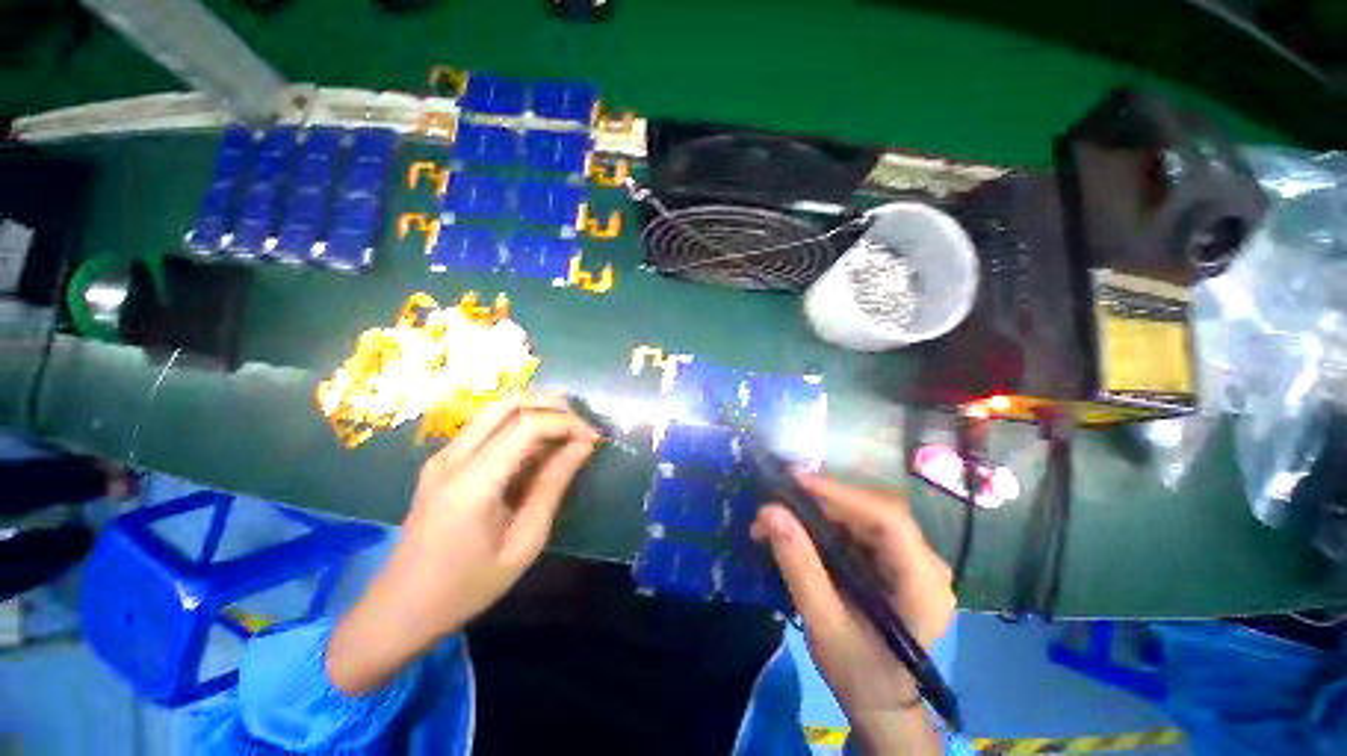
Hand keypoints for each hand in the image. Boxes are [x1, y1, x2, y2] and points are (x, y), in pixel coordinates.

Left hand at [327, 392, 598, 693]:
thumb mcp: (524, 543)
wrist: (400, 609)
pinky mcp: (442, 461)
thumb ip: (553, 487)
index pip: (527, 426)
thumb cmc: (467, 587)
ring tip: (566, 429)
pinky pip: (486, 426)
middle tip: (581, 424)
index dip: (566, 423)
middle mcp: (454, 458)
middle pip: (509, 403)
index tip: (593, 438)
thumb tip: (583, 446)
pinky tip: (537, 446)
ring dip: (536, 409)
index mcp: (473, 484)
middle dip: (553, 404)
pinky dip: (518, 423)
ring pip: (496, 408)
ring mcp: (443, 456)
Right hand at [752, 473, 953, 752]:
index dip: (842, 494)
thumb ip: (799, 566)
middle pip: (876, 512)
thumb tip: (769, 511)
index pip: (889, 522)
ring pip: (866, 514)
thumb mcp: (823, 623)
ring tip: (783, 512)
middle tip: (779, 498)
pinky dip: (829, 520)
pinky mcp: (898, 558)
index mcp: (923, 586)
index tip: (796, 482)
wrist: (880, 699)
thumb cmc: (857, 671)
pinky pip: (862, 525)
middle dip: (824, 501)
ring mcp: (915, 559)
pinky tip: (803, 524)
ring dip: (822, 508)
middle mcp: (928, 564)